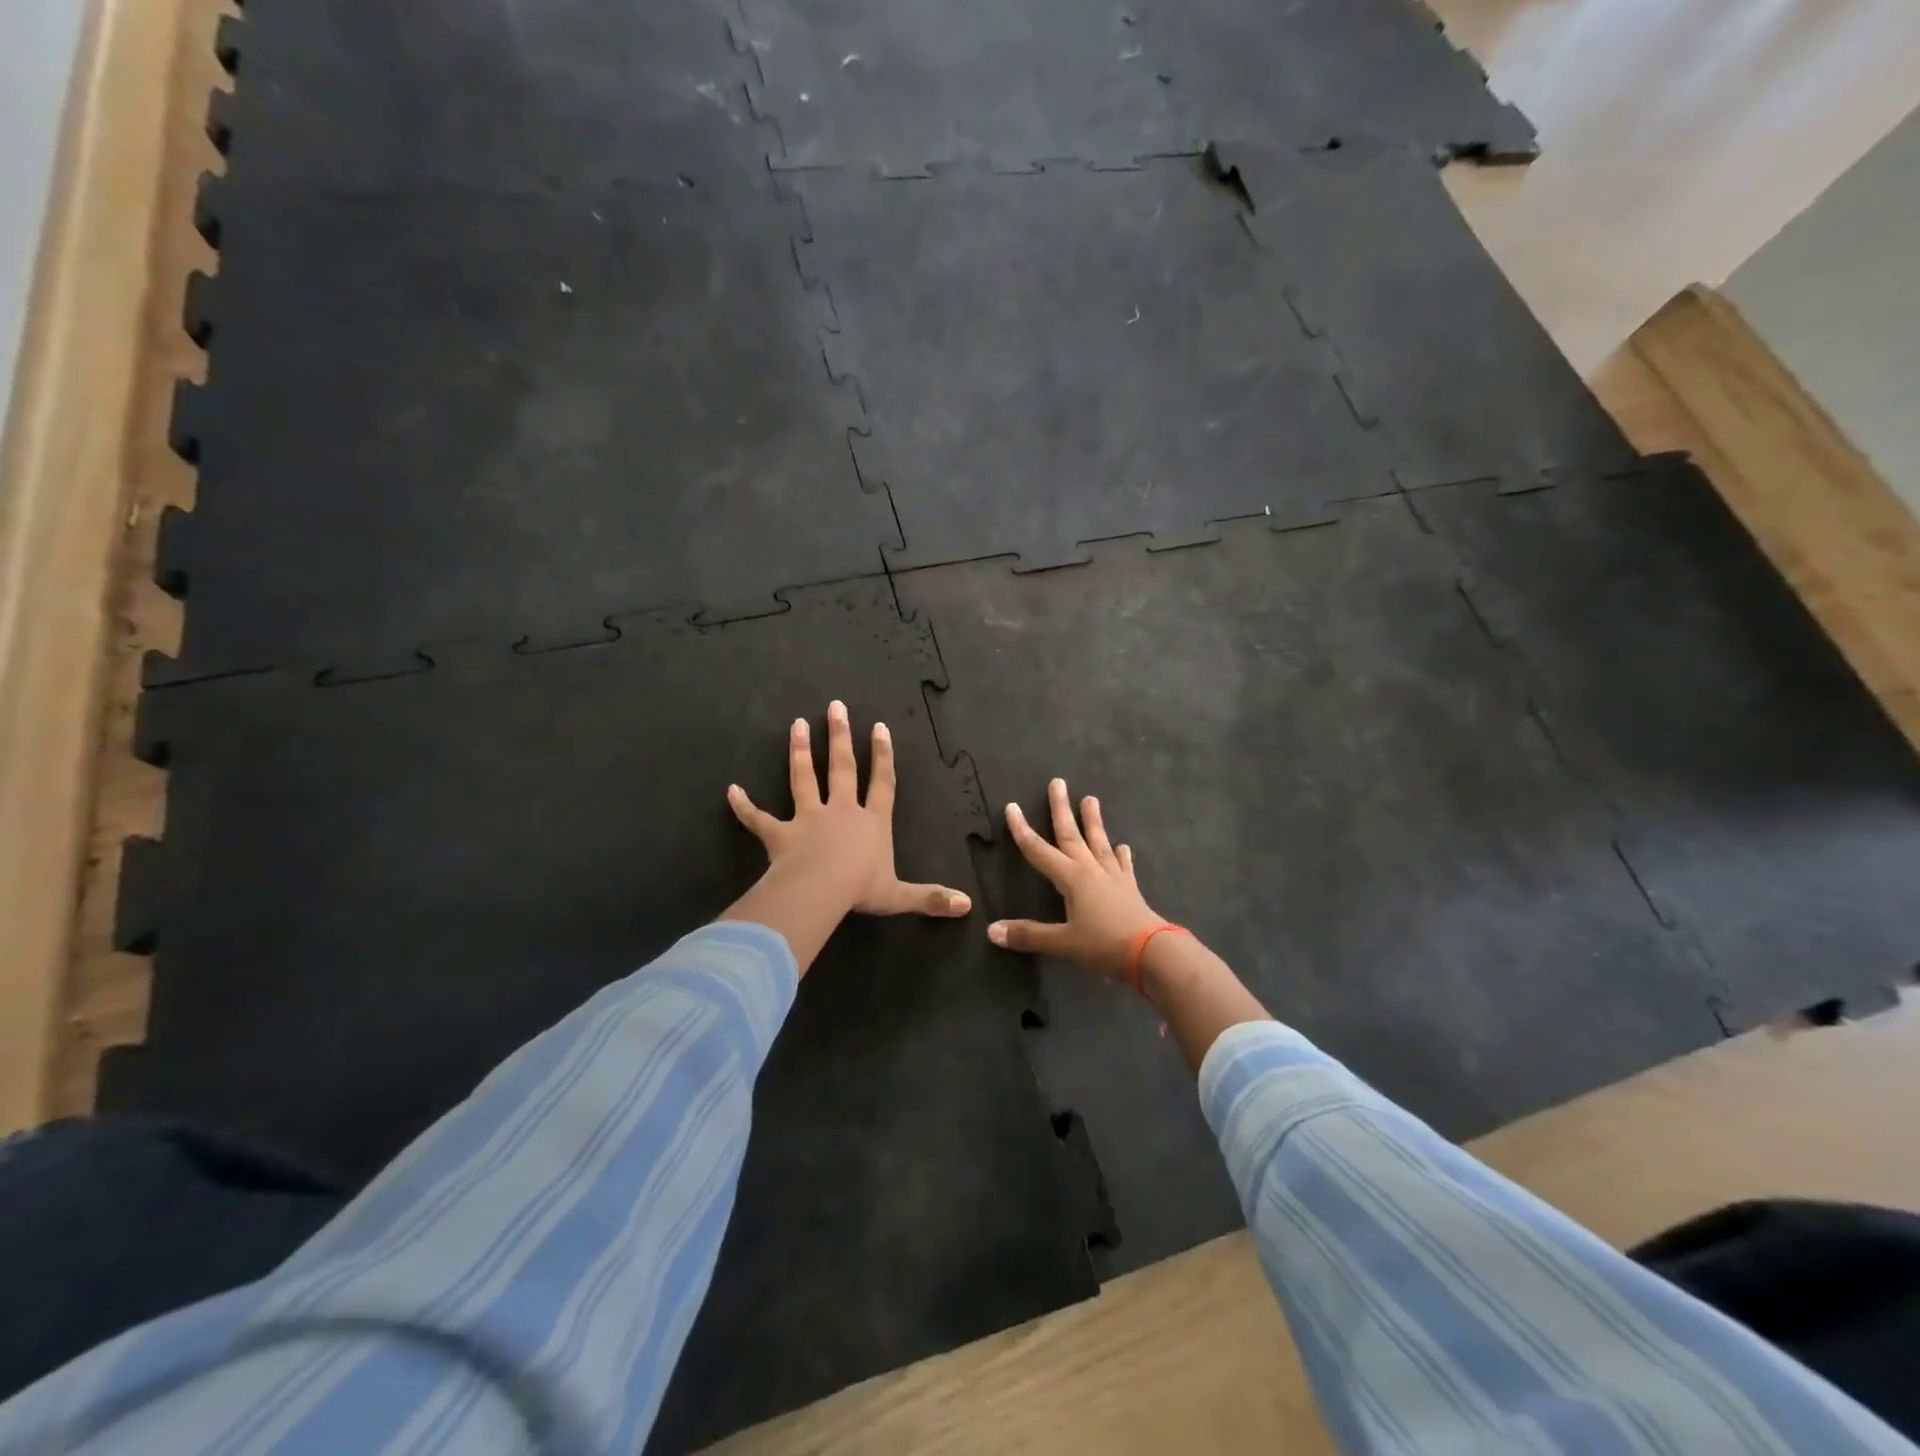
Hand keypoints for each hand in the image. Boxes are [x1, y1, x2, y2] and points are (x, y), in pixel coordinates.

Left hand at [727, 700, 972, 921]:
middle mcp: (841, 811)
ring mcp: (808, 819)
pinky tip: (731, 790)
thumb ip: (931, 898)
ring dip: (798, 752)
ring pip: (803, 779)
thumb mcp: (900, 896)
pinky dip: (745, 806)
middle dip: (839, 737)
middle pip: (841, 768)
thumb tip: (967, 906)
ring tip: (795, 725)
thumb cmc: (861, 889)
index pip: (881, 783)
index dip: (883, 756)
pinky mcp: (780, 835)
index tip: (879, 727)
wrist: (820, 893)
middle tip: (835, 707)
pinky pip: (759, 819)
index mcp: (871, 822)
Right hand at [988, 778, 1165, 979]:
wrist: (1153, 953)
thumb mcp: (1063, 943)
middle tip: (1058, 782)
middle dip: (1061, 809)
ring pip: (1098, 843)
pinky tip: (1122, 846)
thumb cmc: (1104, 945)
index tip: (1012, 806)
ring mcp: (1113, 877)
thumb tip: (991, 930)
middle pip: (1071, 835)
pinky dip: (1121, 855)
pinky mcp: (1130, 889)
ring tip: (1091, 799)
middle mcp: (1091, 870)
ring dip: (1093, 821)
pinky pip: (1122, 866)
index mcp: (1071, 879)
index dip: (1022, 830)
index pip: (1039, 850)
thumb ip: (1028, 935)